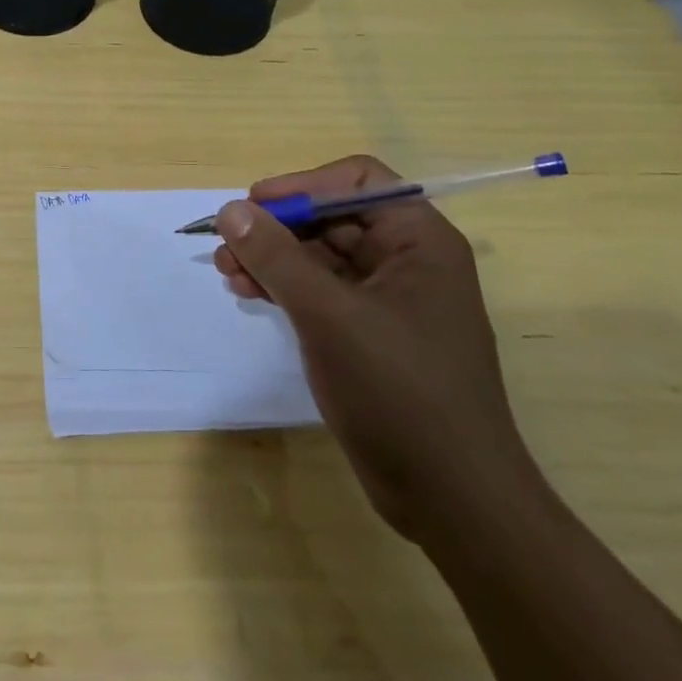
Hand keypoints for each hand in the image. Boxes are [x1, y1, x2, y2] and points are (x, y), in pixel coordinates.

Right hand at [212, 155, 543, 542]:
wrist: (453, 500)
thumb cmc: (399, 393)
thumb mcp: (329, 316)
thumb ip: (277, 256)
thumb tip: (232, 209)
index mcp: (419, 241)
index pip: (356, 181)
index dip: (303, 185)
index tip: (254, 206)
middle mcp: (408, 261)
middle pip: (332, 217)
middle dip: (277, 227)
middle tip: (228, 245)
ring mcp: (389, 300)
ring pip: (320, 255)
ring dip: (273, 257)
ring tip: (228, 271)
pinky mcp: (370, 334)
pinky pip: (321, 291)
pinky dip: (284, 287)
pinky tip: (249, 294)